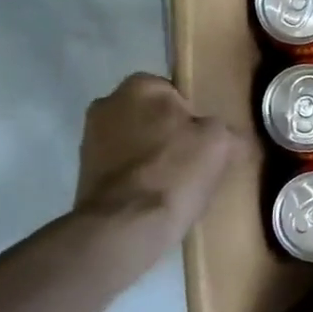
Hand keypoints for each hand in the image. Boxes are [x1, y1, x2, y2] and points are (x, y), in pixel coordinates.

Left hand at [74, 74, 247, 235]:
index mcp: (140, 85)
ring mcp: (89, 139)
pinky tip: (154, 195)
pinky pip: (122, 166)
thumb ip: (226, 129)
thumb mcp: (222, 142)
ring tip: (176, 181)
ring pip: (135, 141)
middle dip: (169, 132)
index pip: (175, 91)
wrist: (125, 226)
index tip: (206, 138)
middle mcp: (107, 103)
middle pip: (152, 116)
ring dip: (151, 155)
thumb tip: (229, 136)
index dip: (194, 115)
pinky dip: (137, 176)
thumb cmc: (175, 171)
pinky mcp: (82, 173)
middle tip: (194, 158)